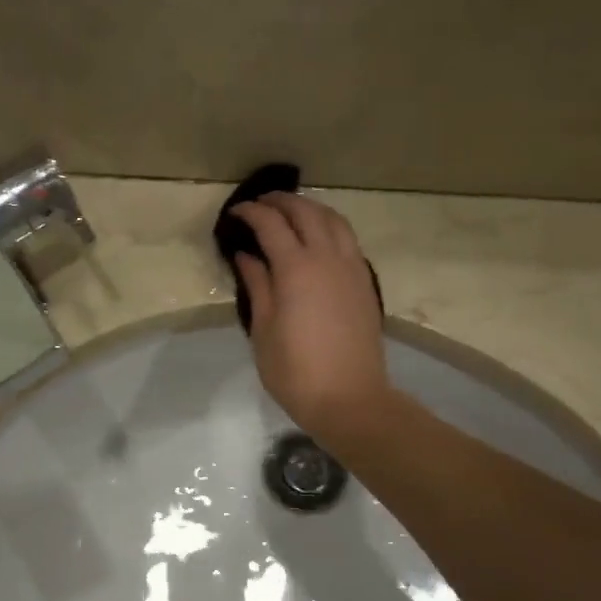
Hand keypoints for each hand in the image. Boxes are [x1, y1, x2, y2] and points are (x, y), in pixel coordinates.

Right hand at [232, 192, 390, 443]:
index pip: (271, 225)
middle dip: (281, 201)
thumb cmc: (296, 371)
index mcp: (296, 269)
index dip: (251, 213)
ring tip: (292, 211)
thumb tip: (247, 255)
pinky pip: (348, 239)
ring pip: (334, 220)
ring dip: (311, 208)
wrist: (350, 399)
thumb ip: (258, 285)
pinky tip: (319, 238)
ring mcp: (352, 268)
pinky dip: (330, 226)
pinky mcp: (365, 283)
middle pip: (306, 213)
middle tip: (260, 203)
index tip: (235, 212)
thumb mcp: (264, 330)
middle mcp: (327, 258)